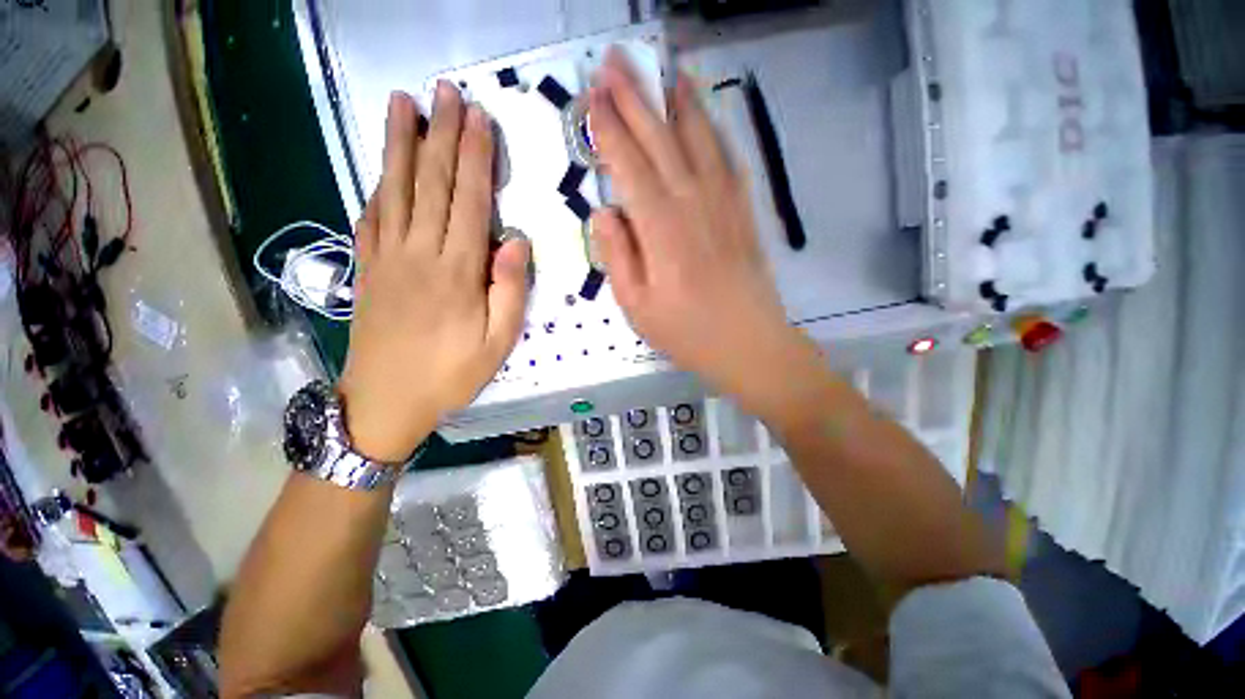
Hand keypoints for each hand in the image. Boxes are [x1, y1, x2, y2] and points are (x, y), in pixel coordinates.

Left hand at [338, 84, 529, 462]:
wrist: (384, 402)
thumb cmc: (451, 374)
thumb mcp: (498, 342)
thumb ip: (510, 290)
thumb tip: (518, 240)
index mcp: (456, 272)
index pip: (468, 202)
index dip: (474, 158)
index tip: (478, 119)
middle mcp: (419, 254)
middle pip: (430, 184)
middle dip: (440, 135)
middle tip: (445, 91)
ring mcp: (386, 258)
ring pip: (394, 190)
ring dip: (400, 144)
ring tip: (403, 103)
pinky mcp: (367, 268)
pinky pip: (371, 216)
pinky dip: (378, 185)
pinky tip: (381, 166)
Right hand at [589, 51, 818, 412]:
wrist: (749, 344)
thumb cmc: (687, 332)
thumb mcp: (636, 306)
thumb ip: (617, 255)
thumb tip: (604, 212)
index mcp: (661, 229)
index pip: (629, 164)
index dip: (609, 128)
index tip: (593, 97)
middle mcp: (692, 202)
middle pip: (660, 139)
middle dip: (635, 97)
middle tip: (615, 62)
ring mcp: (723, 202)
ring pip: (698, 137)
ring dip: (677, 100)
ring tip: (663, 68)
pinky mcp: (743, 210)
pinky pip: (727, 157)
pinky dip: (713, 128)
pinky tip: (704, 113)